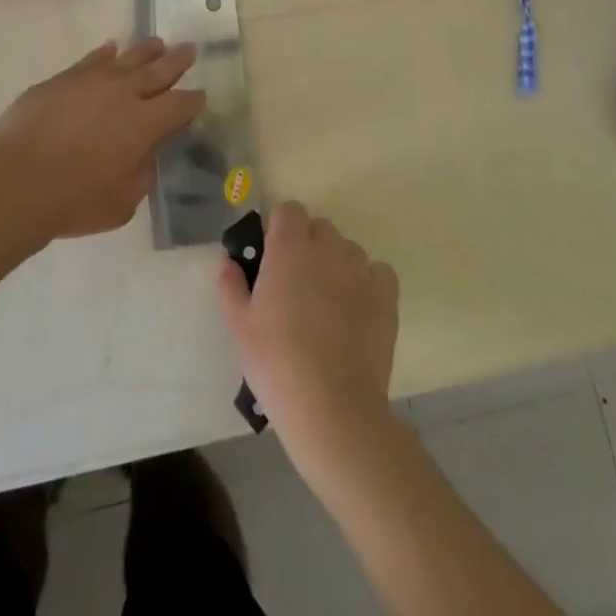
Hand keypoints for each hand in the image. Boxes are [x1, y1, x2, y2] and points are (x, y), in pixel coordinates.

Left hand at [0, 38, 204, 242]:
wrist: (15, 181)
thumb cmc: (74, 200)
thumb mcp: (123, 202)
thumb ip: (141, 174)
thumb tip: (145, 155)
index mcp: (145, 124)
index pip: (180, 105)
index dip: (193, 101)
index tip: (200, 96)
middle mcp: (123, 94)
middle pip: (158, 71)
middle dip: (176, 61)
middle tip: (189, 49)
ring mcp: (90, 82)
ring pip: (125, 59)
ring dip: (145, 51)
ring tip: (157, 43)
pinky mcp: (60, 81)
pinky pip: (89, 61)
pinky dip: (103, 54)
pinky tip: (109, 49)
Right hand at [218, 202, 399, 472]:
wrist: (331, 406)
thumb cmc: (276, 362)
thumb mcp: (239, 326)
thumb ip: (231, 286)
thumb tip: (229, 262)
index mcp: (288, 248)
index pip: (288, 210)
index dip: (280, 227)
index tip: (272, 255)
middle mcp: (327, 248)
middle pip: (319, 227)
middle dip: (307, 244)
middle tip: (295, 283)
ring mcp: (360, 270)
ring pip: (347, 249)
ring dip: (335, 263)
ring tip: (326, 302)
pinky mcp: (386, 295)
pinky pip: (377, 272)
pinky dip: (367, 281)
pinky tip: (356, 309)